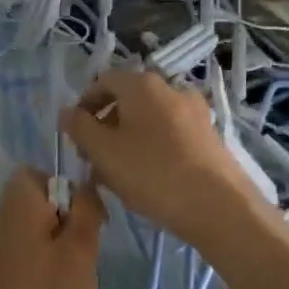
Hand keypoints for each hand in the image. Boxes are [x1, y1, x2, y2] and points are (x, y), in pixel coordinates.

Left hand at [0, 169, 103, 288]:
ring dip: (54, 247)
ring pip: (31, 230)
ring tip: (70, 280)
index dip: (66, 190)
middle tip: (82, 255)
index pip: (38, 172)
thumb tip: (84, 186)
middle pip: (35, 201)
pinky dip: (39, 266)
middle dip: (64, 221)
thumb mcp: (80, 255)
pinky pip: (21, 254)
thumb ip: (86, 212)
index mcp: (16, 204)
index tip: (85, 223)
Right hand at [60, 70, 269, 242]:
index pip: (103, 81)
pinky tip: (149, 177)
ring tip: (119, 172)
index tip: (76, 134)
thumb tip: (67, 111)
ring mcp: (194, 111)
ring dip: (128, 138)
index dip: (84, 104)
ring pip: (148, 118)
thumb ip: (79, 127)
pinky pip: (170, 133)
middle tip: (94, 157)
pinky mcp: (209, 135)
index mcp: (142, 84)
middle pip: (127, 99)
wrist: (220, 207)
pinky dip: (153, 146)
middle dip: (106, 124)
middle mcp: (170, 88)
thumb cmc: (153, 173)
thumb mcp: (103, 152)